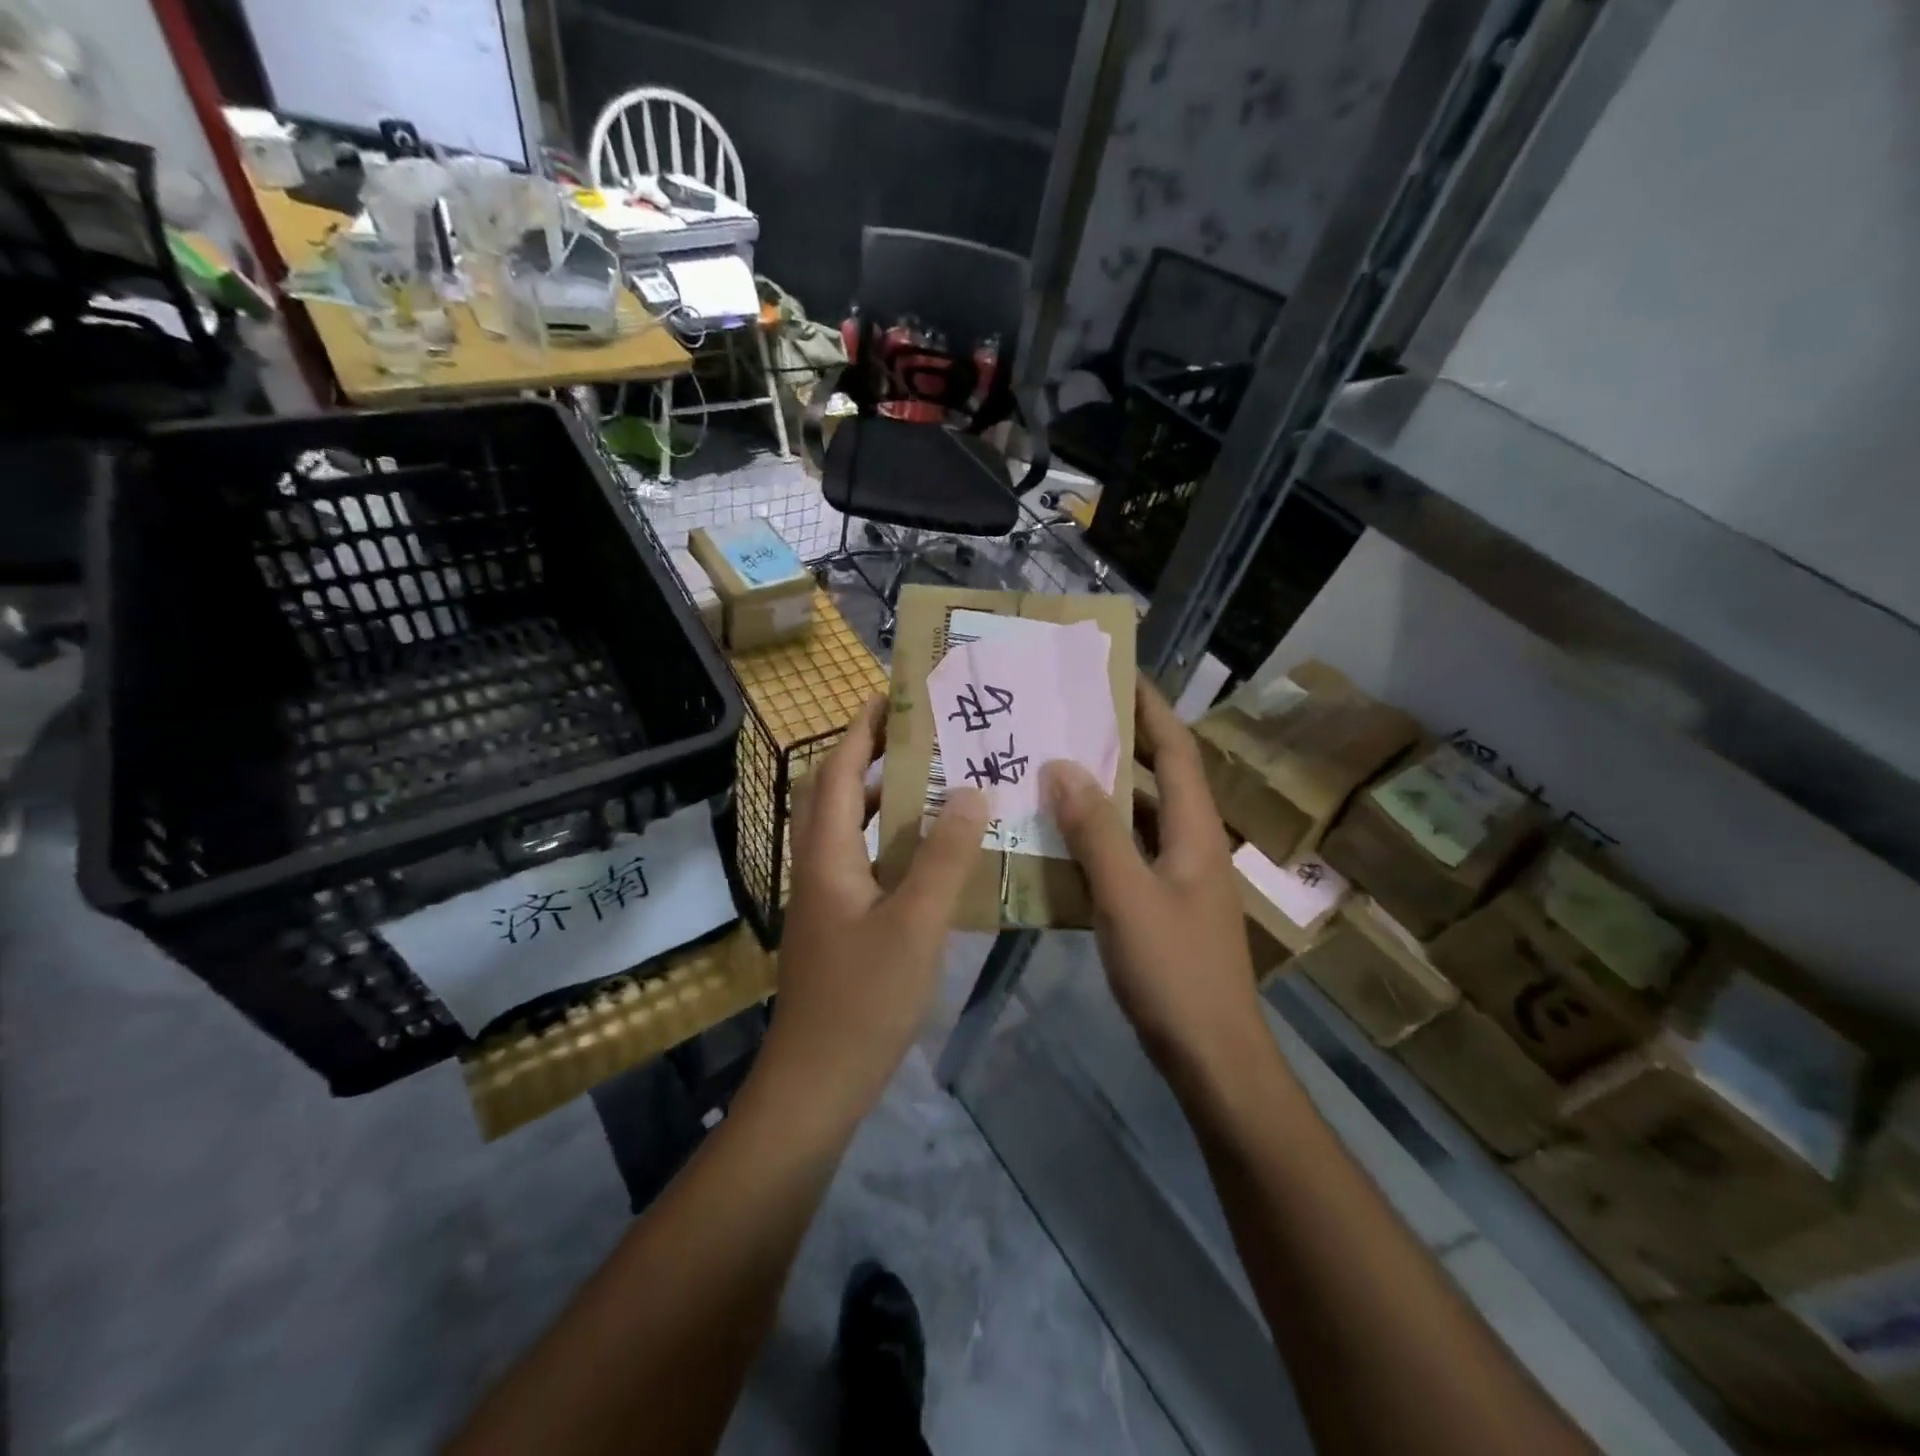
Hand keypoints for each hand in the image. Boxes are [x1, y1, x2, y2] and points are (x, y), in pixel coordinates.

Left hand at [760, 696, 989, 1121]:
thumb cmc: (863, 999)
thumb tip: (972, 791)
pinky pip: (865, 862)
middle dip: (869, 755)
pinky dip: (893, 843)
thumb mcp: (915, 924)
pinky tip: (933, 854)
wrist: (817, 1083)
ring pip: (850, 829)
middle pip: (834, 792)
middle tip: (921, 734)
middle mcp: (819, 866)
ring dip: (883, 799)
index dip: (860, 729)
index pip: (836, 771)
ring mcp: (827, 898)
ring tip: (935, 781)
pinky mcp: (840, 925)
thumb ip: (944, 857)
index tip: (894, 695)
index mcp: (826, 854)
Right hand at [1042, 682, 1260, 1078]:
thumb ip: (1095, 831)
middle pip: (1160, 778)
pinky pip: (1128, 856)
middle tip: (1070, 716)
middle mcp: (1193, 844)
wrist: (1212, 1057)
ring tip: (1054, 767)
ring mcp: (1180, 879)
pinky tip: (1059, 840)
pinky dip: (1098, 839)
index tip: (1116, 673)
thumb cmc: (1175, 972)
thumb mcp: (1128, 896)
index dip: (1152, 708)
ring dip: (1105, 791)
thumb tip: (1062, 766)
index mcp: (1197, 831)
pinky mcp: (1163, 908)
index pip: (1178, 750)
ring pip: (1141, 819)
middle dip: (1123, 742)